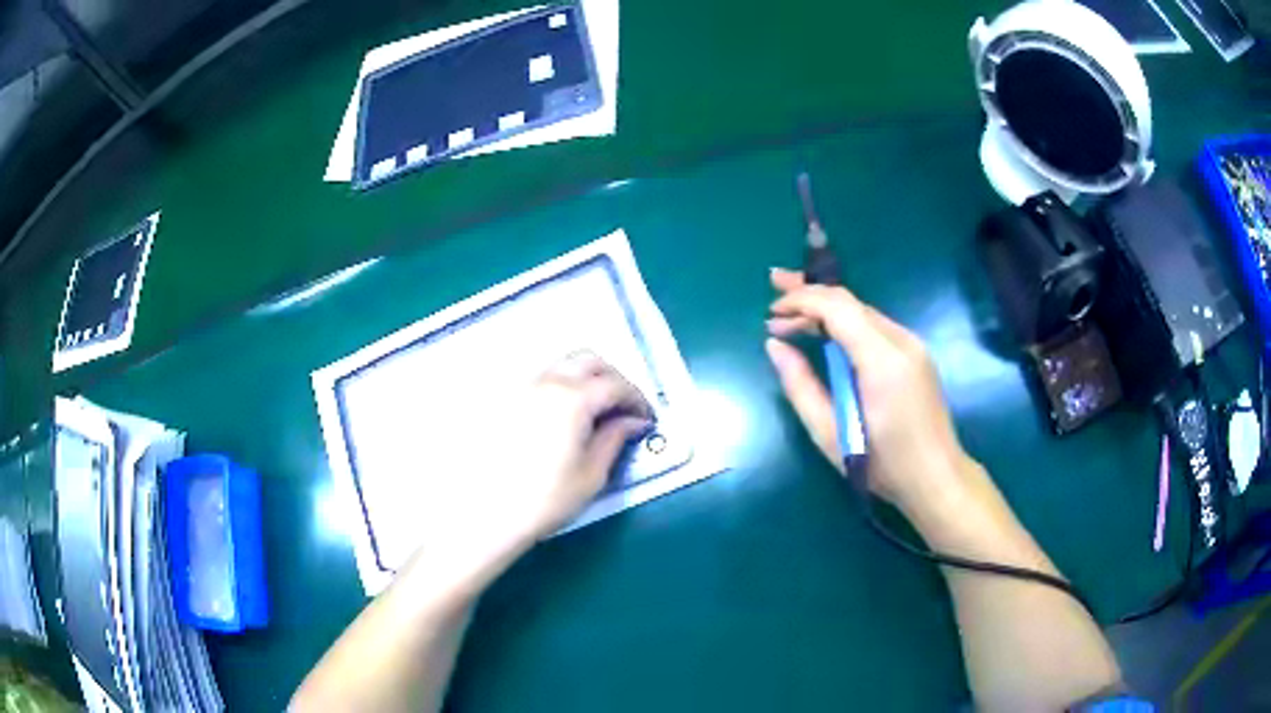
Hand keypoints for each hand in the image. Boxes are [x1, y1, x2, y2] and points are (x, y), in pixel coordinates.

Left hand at [401, 351, 651, 595]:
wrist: (485, 513)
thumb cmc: (544, 499)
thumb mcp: (591, 474)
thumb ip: (615, 439)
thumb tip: (633, 421)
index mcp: (572, 398)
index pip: (615, 384)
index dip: (637, 399)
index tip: (646, 419)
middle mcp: (546, 382)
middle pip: (588, 360)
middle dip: (613, 377)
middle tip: (623, 407)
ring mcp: (520, 387)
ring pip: (561, 366)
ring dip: (585, 379)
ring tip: (595, 412)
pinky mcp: (503, 400)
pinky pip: (540, 380)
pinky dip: (561, 387)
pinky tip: (563, 417)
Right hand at [764, 268, 981, 522]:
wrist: (937, 477)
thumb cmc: (882, 464)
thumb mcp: (830, 433)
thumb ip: (800, 385)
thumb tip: (775, 346)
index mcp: (881, 360)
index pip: (837, 307)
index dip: (801, 300)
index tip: (771, 313)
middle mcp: (901, 341)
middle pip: (850, 302)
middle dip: (810, 290)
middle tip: (774, 282)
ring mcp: (912, 345)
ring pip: (862, 311)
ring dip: (825, 307)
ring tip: (791, 311)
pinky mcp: (915, 355)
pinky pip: (874, 326)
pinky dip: (844, 322)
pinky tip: (825, 334)